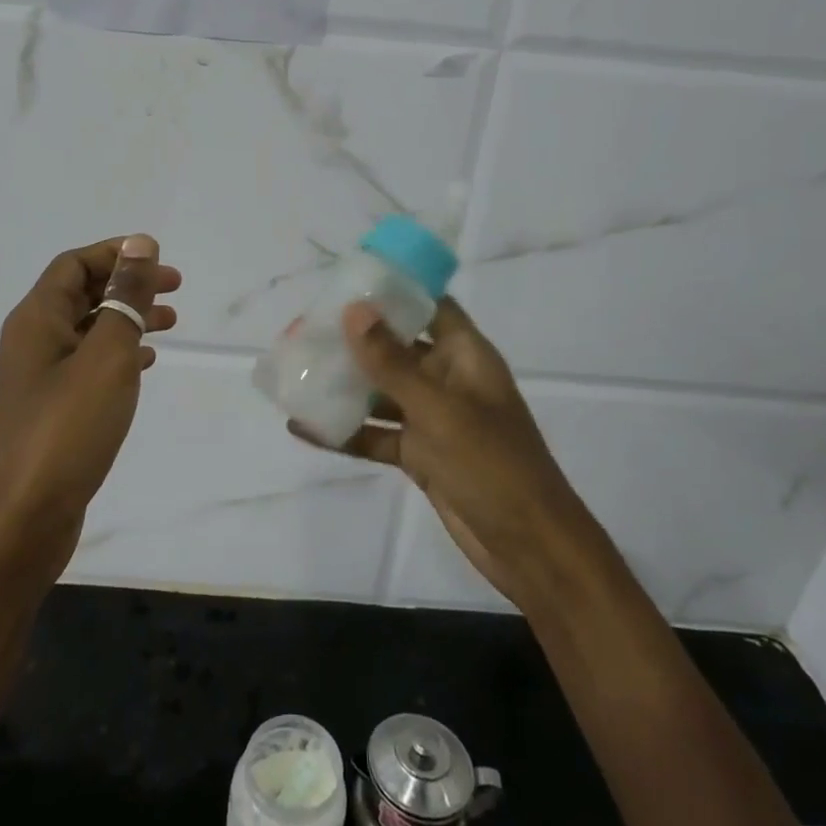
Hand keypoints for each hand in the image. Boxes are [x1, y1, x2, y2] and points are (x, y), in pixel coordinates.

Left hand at [0, 235, 180, 581]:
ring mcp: (39, 379)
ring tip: (171, 324)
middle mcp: (32, 342)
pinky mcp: (50, 410)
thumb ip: (125, 298)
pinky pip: (87, 365)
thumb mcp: (106, 355)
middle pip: (81, 294)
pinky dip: (117, 355)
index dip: (117, 254)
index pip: (74, 265)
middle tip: (175, 290)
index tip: (161, 261)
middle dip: (127, 286)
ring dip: (127, 320)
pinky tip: (145, 364)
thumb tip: (139, 244)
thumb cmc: (68, 428)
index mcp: (37, 320)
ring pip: (87, 331)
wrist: (24, 518)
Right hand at [291, 298, 585, 609]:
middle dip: (355, 339)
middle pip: (397, 348)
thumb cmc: (491, 464)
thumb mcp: (438, 409)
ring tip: (296, 371)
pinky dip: (345, 432)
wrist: (528, 546)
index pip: (431, 306)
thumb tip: (355, 310)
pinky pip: (376, 435)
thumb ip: (392, 362)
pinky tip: (304, 427)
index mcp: (465, 357)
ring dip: (344, 385)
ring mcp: (433, 420)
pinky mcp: (420, 456)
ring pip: (381, 393)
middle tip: (305, 327)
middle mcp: (448, 381)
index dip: (397, 290)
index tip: (349, 280)